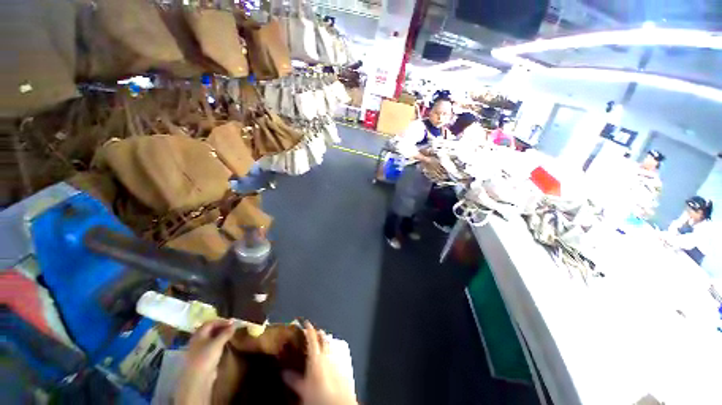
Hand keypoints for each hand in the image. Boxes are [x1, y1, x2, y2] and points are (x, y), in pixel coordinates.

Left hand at [175, 319, 235, 404]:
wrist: (197, 378)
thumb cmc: (206, 357)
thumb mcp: (218, 343)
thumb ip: (226, 333)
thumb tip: (234, 324)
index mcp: (198, 334)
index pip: (210, 323)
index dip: (221, 321)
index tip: (232, 322)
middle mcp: (197, 340)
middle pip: (209, 330)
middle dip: (221, 327)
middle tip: (231, 328)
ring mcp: (198, 349)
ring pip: (210, 338)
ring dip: (220, 335)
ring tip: (229, 336)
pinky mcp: (201, 358)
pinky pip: (210, 346)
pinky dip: (218, 343)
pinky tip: (224, 345)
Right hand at [282, 322, 356, 404]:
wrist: (338, 403)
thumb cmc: (320, 397)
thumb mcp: (302, 389)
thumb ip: (293, 379)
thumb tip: (284, 373)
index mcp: (316, 357)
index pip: (312, 337)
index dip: (308, 328)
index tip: (306, 323)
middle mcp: (328, 355)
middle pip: (323, 338)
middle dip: (318, 333)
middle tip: (313, 331)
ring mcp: (336, 359)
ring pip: (330, 344)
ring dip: (325, 341)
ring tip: (320, 341)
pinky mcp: (343, 364)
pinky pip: (335, 352)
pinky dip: (331, 350)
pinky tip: (328, 355)